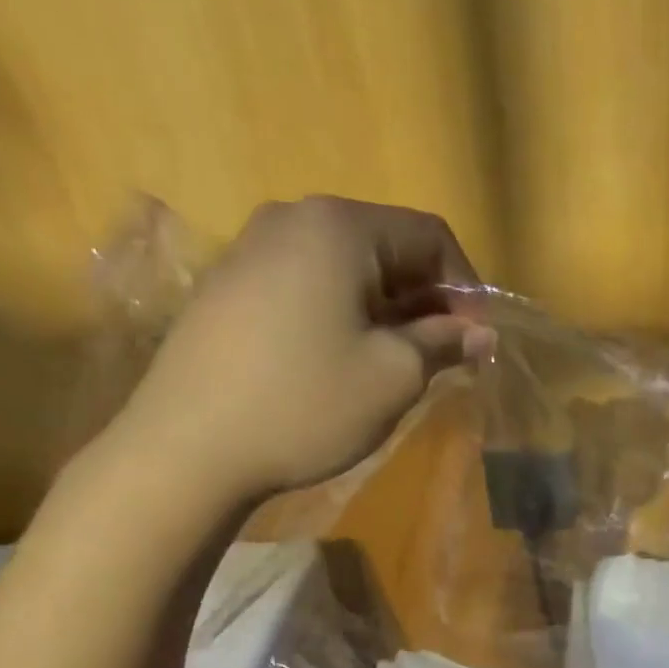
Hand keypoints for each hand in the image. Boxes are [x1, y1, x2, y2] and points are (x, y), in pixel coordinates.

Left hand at [105, 196, 490, 509]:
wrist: (188, 447)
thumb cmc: (307, 402)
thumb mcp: (394, 375)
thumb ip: (444, 343)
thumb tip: (480, 333)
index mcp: (339, 228)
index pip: (430, 235)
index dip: (466, 287)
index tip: (477, 340)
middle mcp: (293, 220)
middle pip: (387, 247)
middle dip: (428, 300)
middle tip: (444, 356)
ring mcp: (253, 251)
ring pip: (348, 269)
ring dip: (388, 311)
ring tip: (400, 364)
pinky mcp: (230, 288)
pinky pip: (309, 286)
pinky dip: (345, 315)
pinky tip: (345, 362)